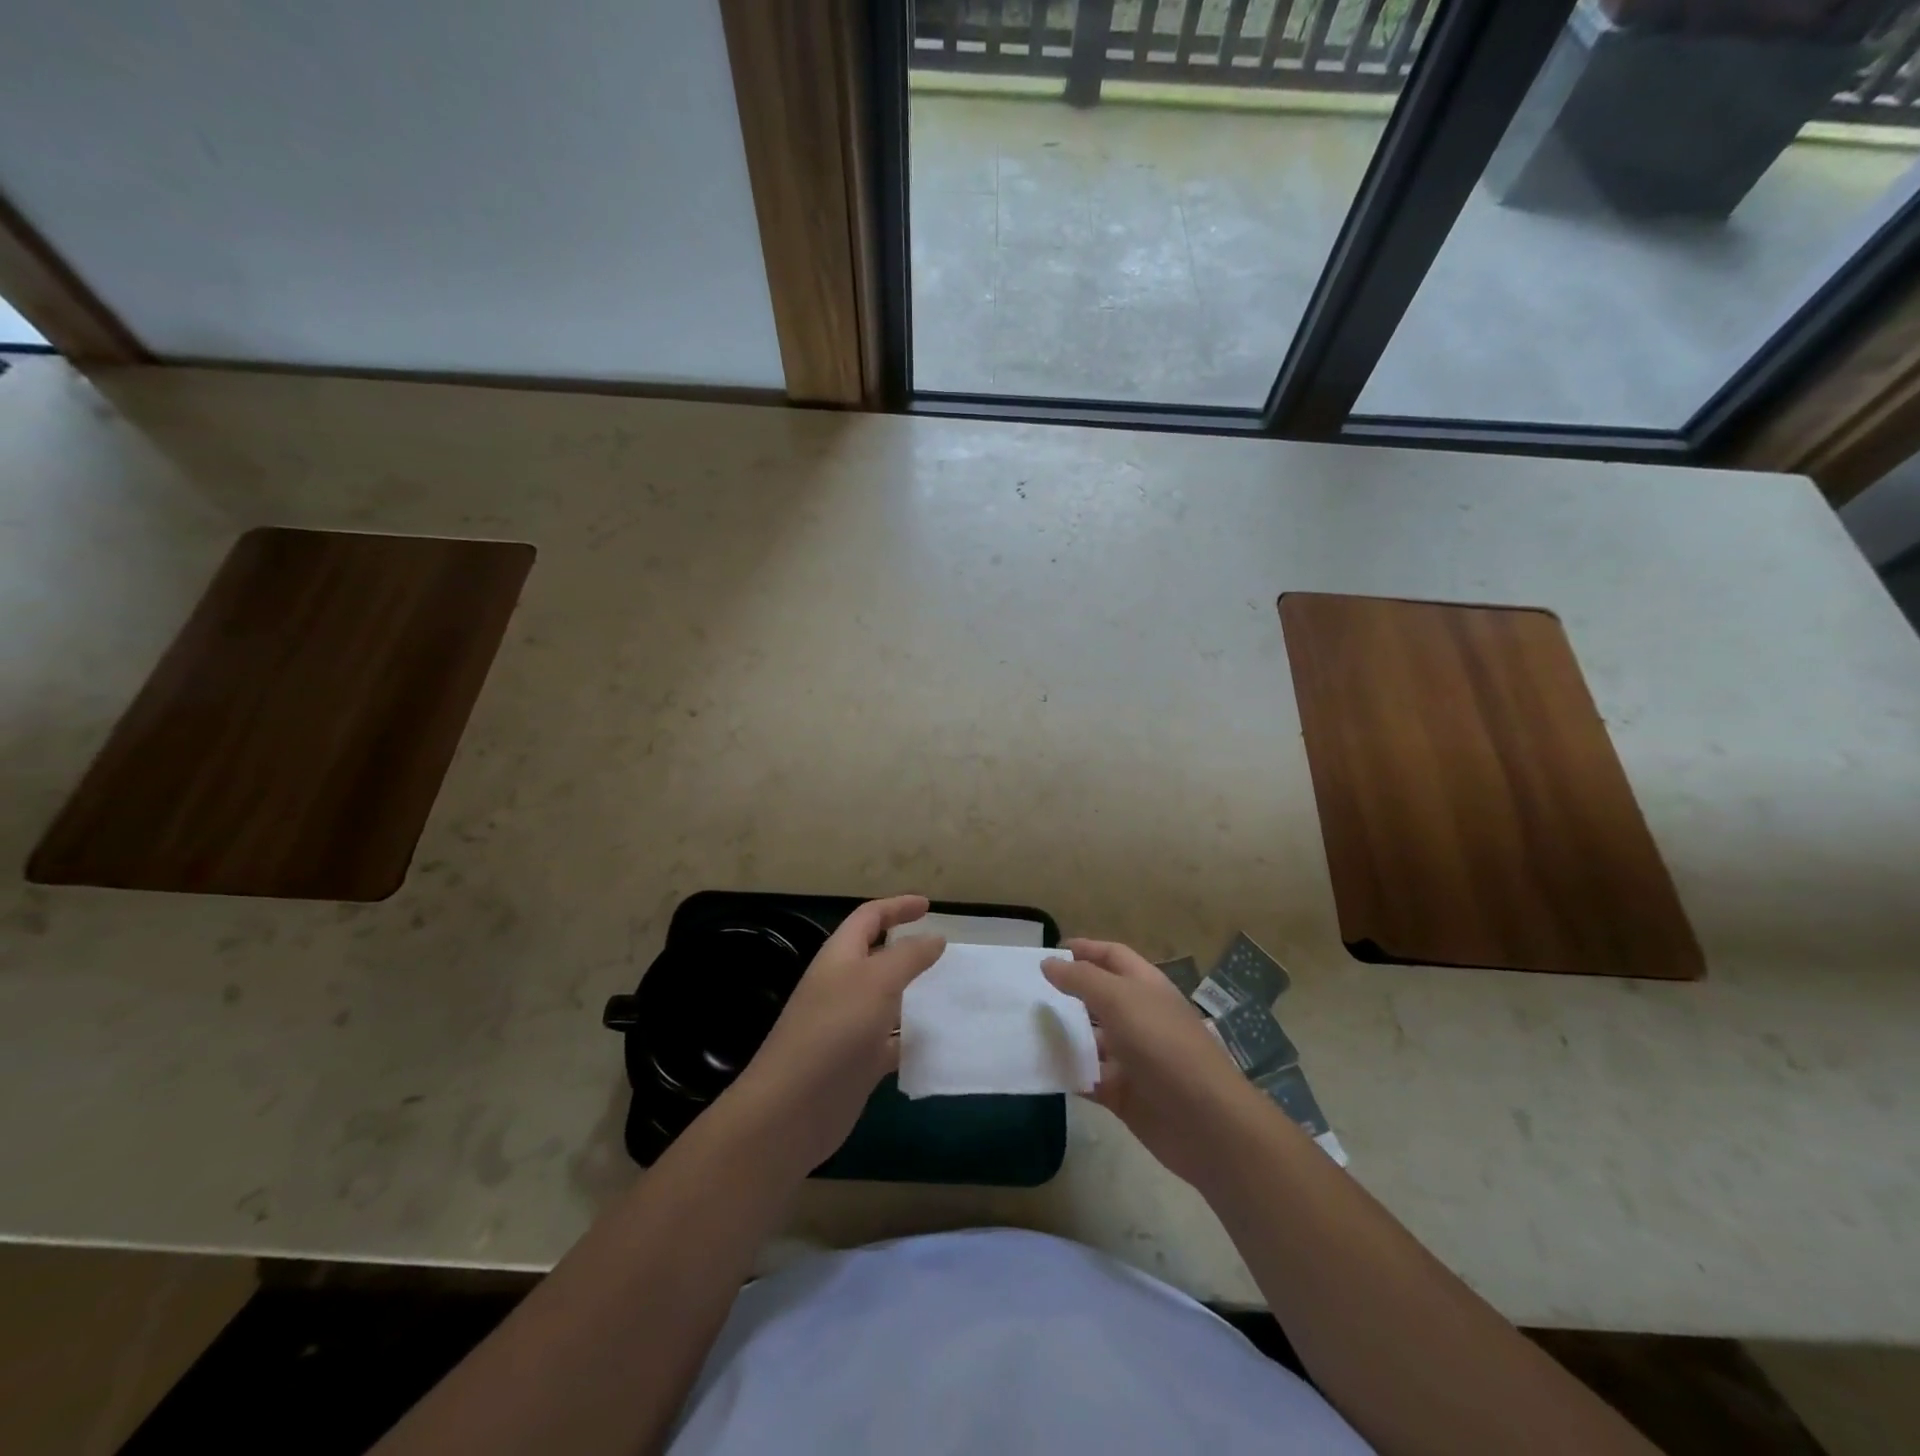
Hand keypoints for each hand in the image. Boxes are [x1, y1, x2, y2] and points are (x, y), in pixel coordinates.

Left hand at [727, 895, 944, 1171]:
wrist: (794, 1108)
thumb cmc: (835, 1030)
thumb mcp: (877, 981)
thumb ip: (908, 956)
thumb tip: (934, 937)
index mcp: (840, 956)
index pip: (869, 918)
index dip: (897, 907)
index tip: (929, 906)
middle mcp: (843, 986)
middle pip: (879, 957)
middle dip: (911, 951)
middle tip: (947, 952)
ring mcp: (850, 1026)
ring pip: (889, 1000)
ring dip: (918, 995)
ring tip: (954, 993)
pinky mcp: (858, 1062)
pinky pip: (893, 1041)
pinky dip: (915, 1038)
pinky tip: (942, 1042)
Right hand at [1044, 938, 1257, 1187]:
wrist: (1206, 1123)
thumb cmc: (1164, 1046)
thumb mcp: (1120, 1000)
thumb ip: (1081, 979)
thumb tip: (1048, 963)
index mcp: (1145, 987)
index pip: (1112, 956)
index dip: (1084, 949)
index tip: (1048, 951)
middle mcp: (1139, 1017)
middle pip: (1098, 997)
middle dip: (1066, 993)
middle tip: (1025, 992)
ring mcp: (1131, 1058)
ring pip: (1090, 1040)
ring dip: (1062, 1035)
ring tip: (1022, 1029)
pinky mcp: (1123, 1094)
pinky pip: (1087, 1077)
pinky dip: (1067, 1073)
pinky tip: (1039, 1068)